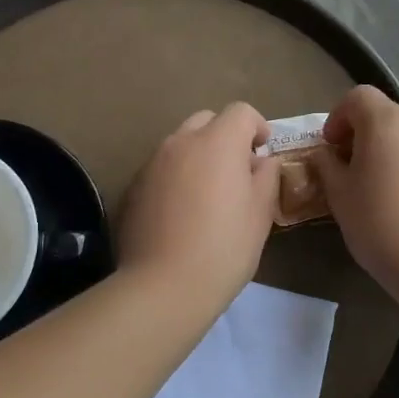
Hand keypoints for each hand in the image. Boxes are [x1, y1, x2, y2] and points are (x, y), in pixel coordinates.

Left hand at [117, 103, 278, 313]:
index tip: (262, 152)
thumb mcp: (260, 213)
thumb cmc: (224, 247)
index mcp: (217, 142)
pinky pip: (161, 168)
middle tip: (236, 170)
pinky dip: (176, 176)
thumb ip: (266, 177)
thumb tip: (262, 161)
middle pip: (206, 120)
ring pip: (180, 143)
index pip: (241, 112)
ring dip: (198, 156)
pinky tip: (181, 212)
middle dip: (224, 136)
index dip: (257, 126)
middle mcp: (181, 142)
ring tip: (207, 193)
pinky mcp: (133, 186)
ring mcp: (152, 163)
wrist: (163, 285)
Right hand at [312, 86, 398, 303]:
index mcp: (387, 122)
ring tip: (385, 190)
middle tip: (353, 170)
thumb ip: (327, 166)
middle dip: (366, 137)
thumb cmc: (380, 223)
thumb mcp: (339, 195)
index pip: (358, 97)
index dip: (339, 116)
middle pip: (388, 116)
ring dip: (394, 153)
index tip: (331, 146)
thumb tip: (326, 155)